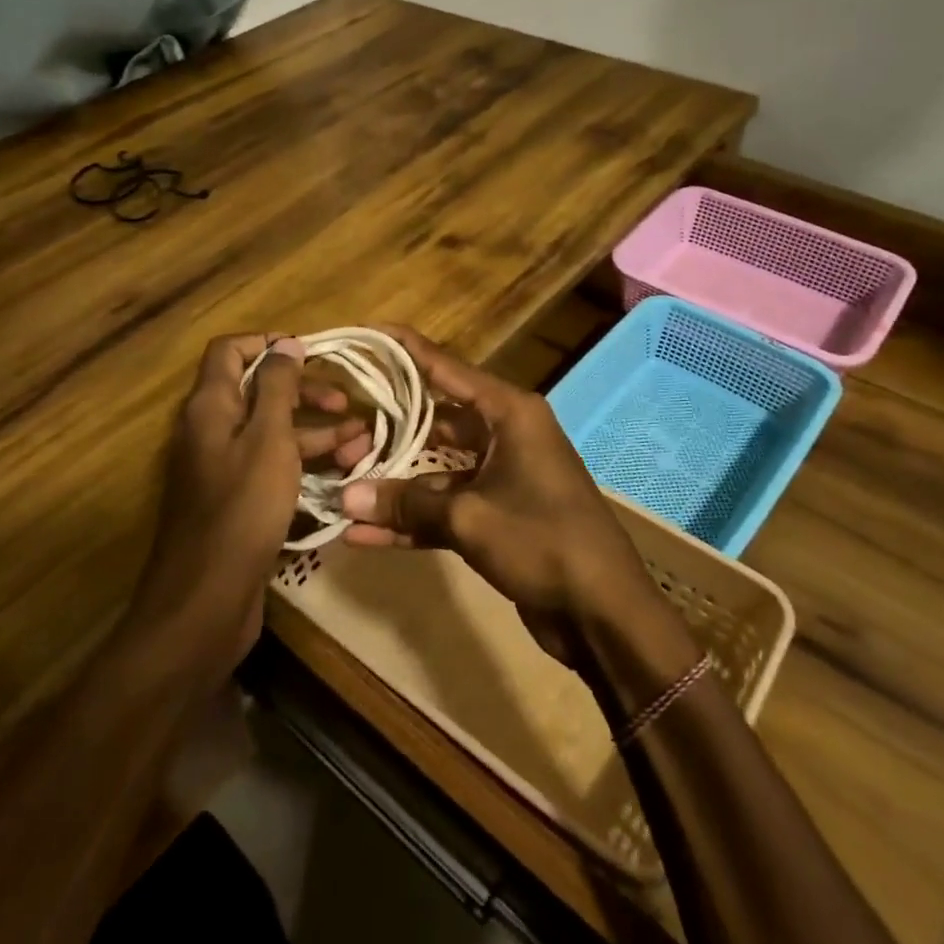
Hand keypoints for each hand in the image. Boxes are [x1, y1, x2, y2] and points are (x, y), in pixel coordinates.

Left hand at [135, 334, 368, 670]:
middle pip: (258, 392)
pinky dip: (304, 464)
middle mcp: (212, 431)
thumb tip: (285, 342)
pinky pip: (273, 468)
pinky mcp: (238, 502)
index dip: (269, 345)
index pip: (230, 351)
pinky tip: (342, 475)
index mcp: (210, 407)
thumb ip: (277, 387)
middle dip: (305, 392)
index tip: (313, 356)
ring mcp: (223, 469)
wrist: (206, 601)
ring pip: (272, 433)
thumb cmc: (242, 510)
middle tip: (346, 405)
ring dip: (315, 432)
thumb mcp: (268, 439)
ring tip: (362, 444)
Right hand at [339, 327, 674, 671]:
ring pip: (437, 470)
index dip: (406, 351)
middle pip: (436, 421)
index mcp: (509, 413)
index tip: (369, 332)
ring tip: (341, 489)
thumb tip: (344, 498)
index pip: (447, 368)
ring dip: (395, 486)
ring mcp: (501, 477)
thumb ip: (406, 503)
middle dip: (389, 432)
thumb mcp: (469, 517)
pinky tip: (366, 535)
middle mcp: (506, 435)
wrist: (603, 612)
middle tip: (339, 431)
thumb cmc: (543, 540)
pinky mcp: (497, 517)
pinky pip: (447, 508)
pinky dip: (414, 520)